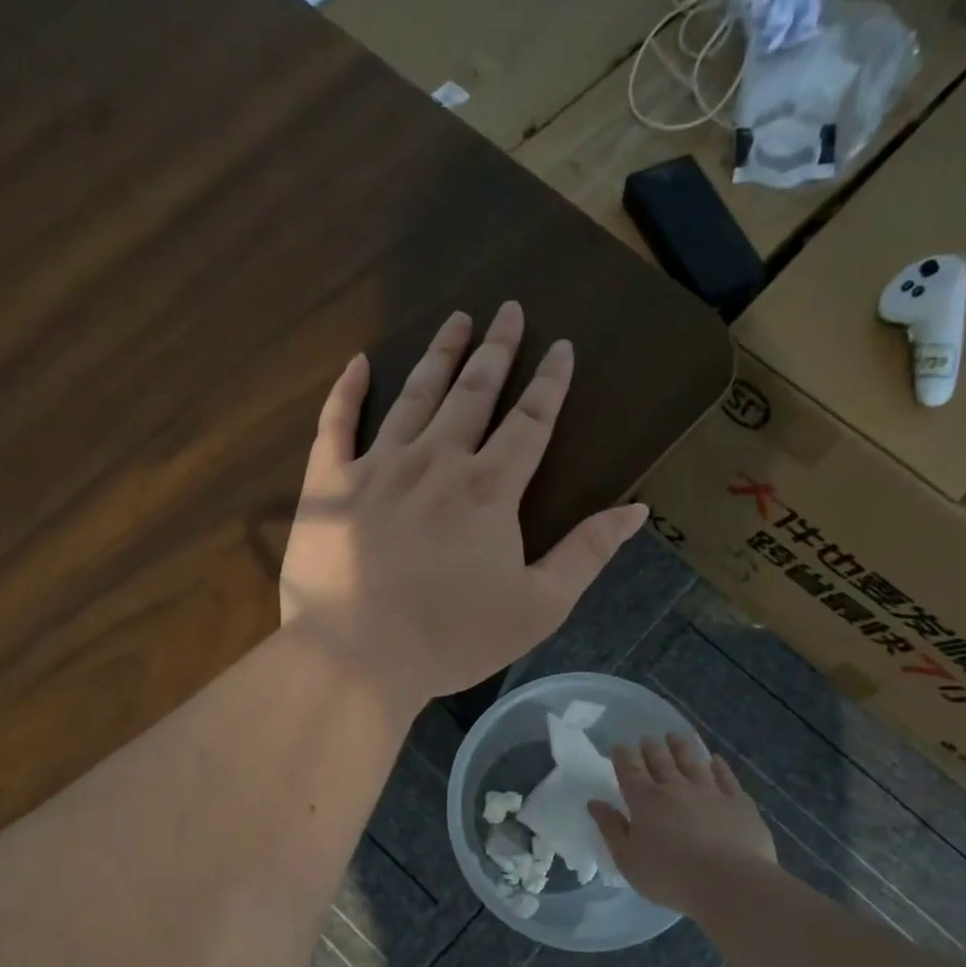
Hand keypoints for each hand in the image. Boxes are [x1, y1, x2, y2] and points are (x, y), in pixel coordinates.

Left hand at [280, 302, 646, 709]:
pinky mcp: (328, 484)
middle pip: (473, 393)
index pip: (530, 422)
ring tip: (456, 319)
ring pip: (414, 396)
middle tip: (508, 310)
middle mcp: (436, 462)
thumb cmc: (452, 638)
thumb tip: (638, 509)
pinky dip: (348, 391)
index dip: (549, 383)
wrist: (358, 656)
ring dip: (439, 355)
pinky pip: (336, 423)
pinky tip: (361, 363)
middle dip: (496, 350)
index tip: (561, 347)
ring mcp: (377, 467)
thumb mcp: (539, 607)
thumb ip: (587, 553)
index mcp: (489, 489)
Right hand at [589, 734, 779, 916]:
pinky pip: (726, 777)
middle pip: (661, 760)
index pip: (630, 770)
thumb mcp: (628, 860)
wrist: (730, 883)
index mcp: (645, 801)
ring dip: (681, 747)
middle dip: (651, 747)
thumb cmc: (671, 877)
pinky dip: (719, 766)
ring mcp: (710, 792)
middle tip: (647, 739)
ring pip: (692, 761)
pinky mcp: (738, 802)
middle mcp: (676, 788)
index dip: (623, 756)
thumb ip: (611, 829)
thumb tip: (595, 803)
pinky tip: (715, 760)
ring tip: (675, 737)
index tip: (620, 746)